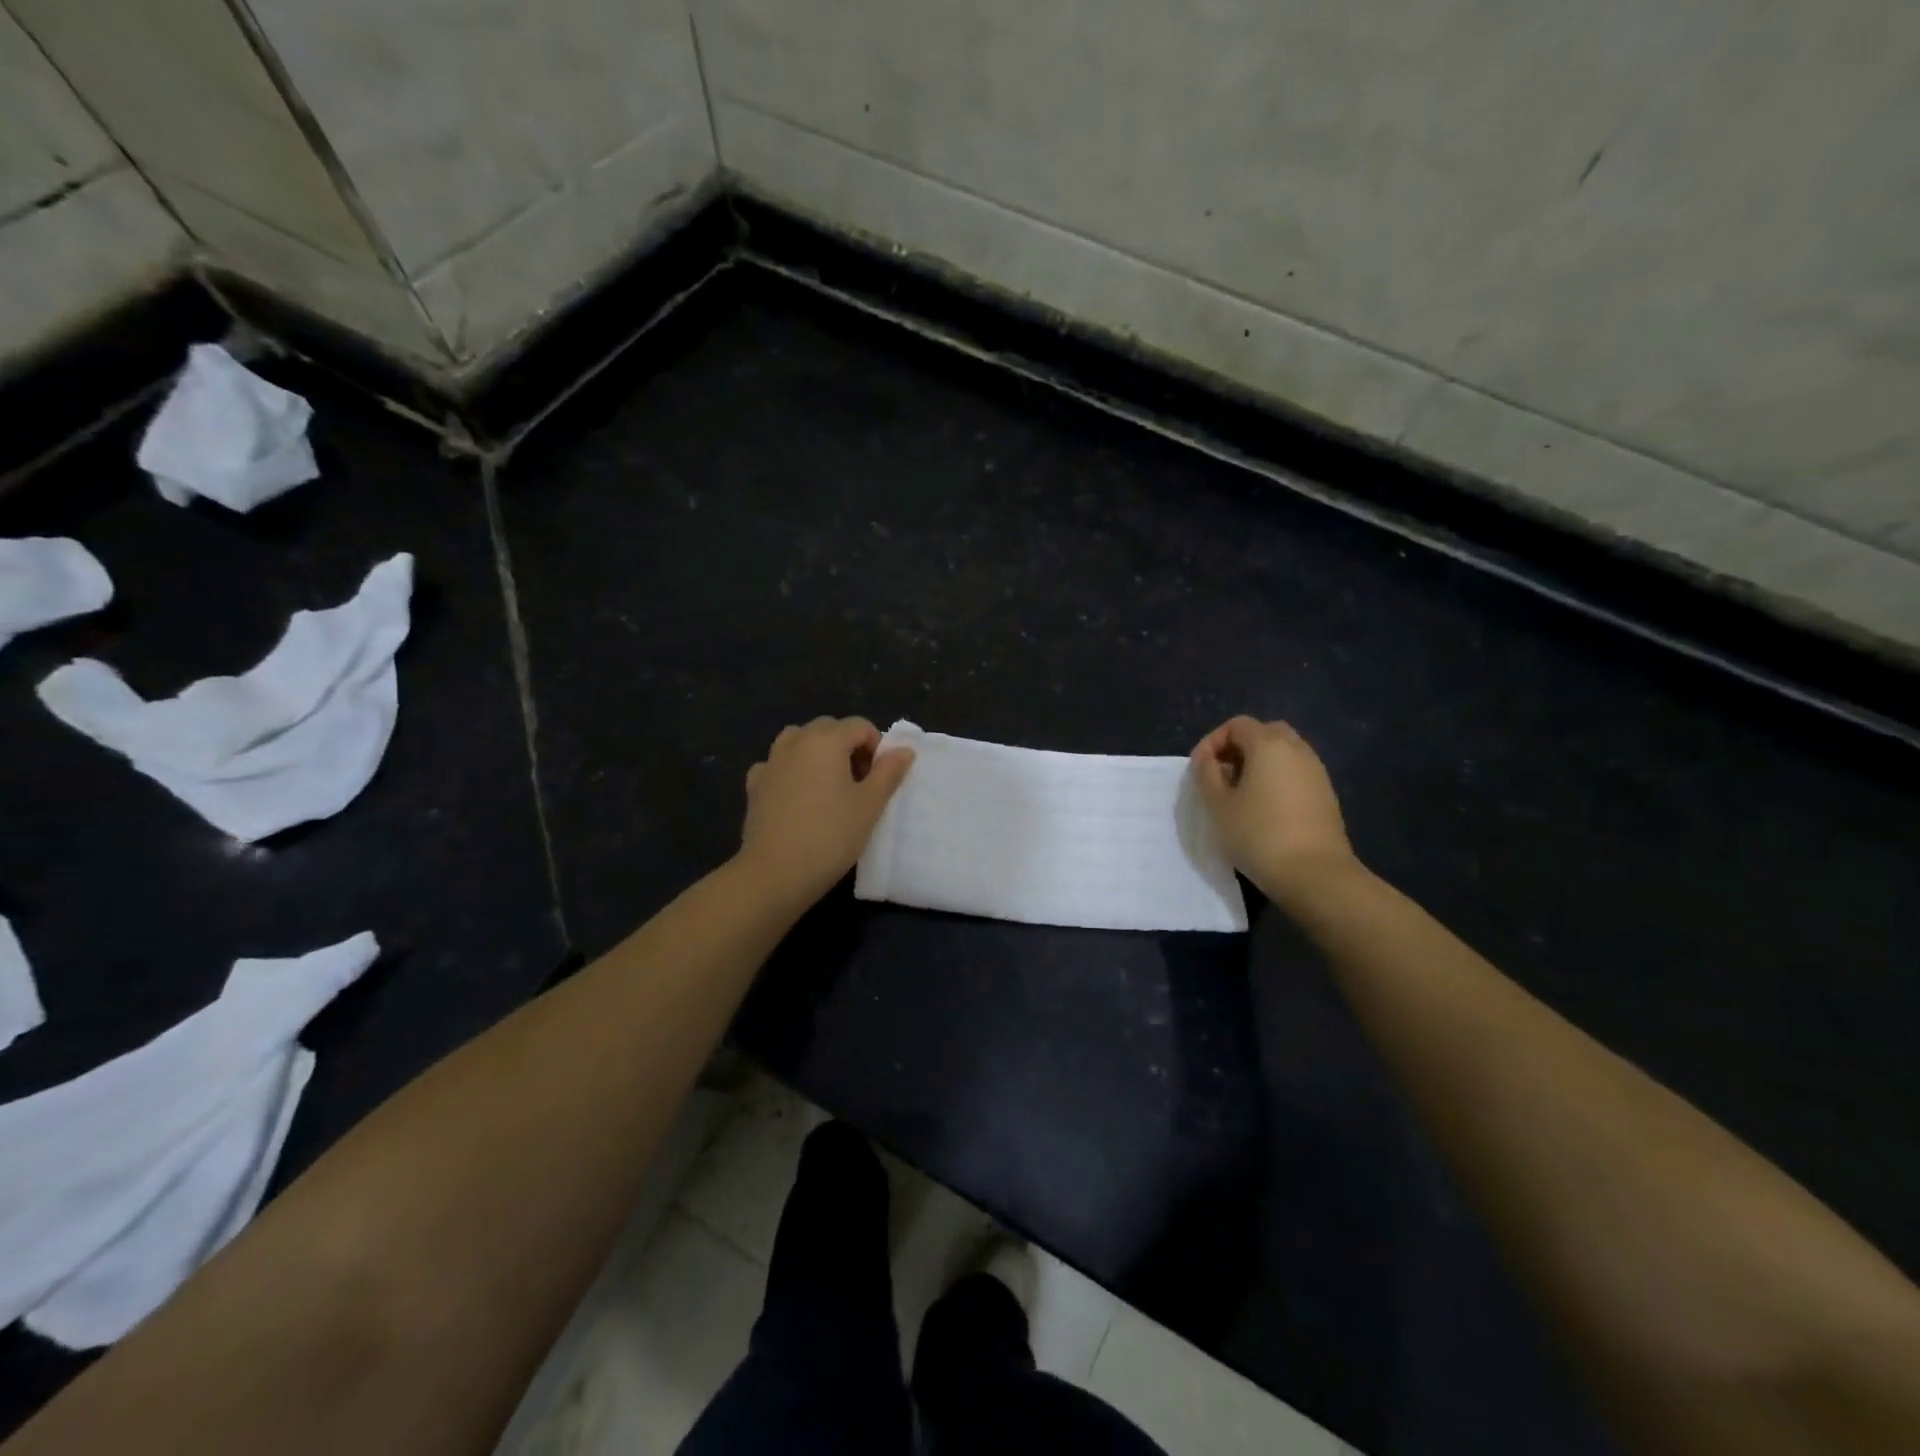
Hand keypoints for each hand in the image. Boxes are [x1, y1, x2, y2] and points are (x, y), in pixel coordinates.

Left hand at [737, 717, 915, 906]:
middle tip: (858, 784)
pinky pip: (778, 765)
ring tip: (828, 787)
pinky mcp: (754, 785)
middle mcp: (795, 741)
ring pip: (799, 742)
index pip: (860, 726)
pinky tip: (798, 798)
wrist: (776, 872)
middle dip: (848, 747)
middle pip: (828, 729)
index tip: (878, 779)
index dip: (876, 748)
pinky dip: (791, 771)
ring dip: (818, 754)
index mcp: (826, 740)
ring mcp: (770, 762)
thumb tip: (904, 750)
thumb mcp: (870, 805)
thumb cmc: (831, 835)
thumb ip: (888, 772)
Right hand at [1191, 716, 1358, 909]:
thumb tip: (1207, 758)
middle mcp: (1297, 749)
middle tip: (1221, 775)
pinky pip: (1296, 772)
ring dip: (1259, 764)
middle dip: (1238, 748)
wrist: (1314, 874)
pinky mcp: (1326, 794)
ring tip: (1240, 794)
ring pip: (1283, 752)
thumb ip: (1206, 773)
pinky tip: (1264, 808)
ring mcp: (1316, 771)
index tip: (1200, 769)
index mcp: (1268, 744)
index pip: (1236, 725)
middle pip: (1264, 732)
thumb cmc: (1258, 835)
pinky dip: (1277, 778)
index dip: (1212, 741)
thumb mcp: (1218, 804)